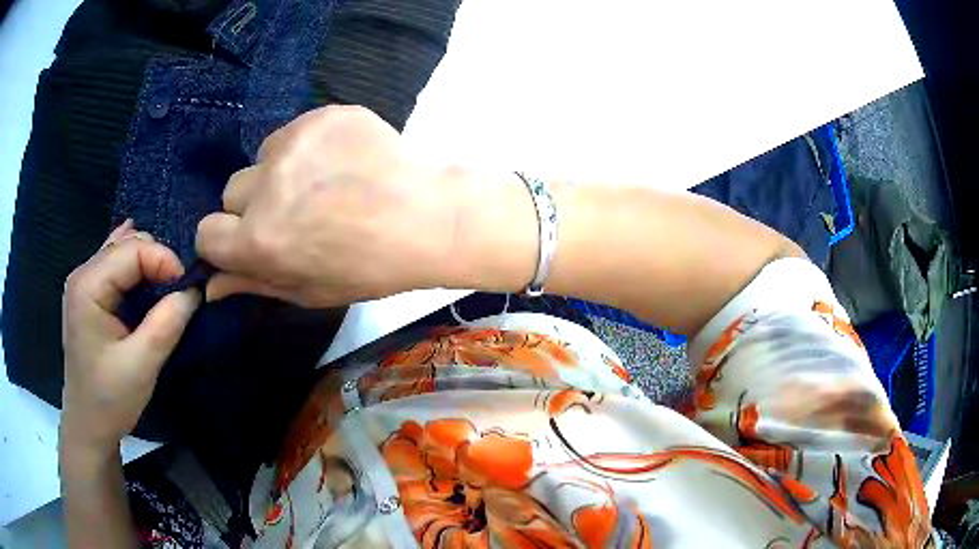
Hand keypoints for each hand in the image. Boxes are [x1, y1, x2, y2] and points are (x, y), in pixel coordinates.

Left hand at [61, 220, 200, 451]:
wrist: (88, 424)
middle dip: (158, 262)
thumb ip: (166, 324)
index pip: (133, 249)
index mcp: (88, 286)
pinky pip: (115, 265)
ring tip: (166, 291)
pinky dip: (134, 267)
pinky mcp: (89, 293)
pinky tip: (145, 274)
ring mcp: (84, 282)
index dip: (165, 261)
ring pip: (123, 250)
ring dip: (148, 266)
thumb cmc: (109, 399)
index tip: (188, 292)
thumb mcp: (141, 366)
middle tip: (178, 295)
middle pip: (128, 244)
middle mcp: (83, 273)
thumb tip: (193, 291)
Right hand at [195, 105, 461, 306]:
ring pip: (262, 157)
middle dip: (252, 206)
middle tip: (295, 213)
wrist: (429, 218)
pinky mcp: (322, 115)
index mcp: (259, 238)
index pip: (205, 232)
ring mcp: (294, 142)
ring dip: (280, 172)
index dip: (225, 240)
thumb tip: (209, 286)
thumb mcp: (308, 290)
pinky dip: (308, 147)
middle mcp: (267, 186)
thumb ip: (253, 283)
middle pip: (232, 191)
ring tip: (324, 185)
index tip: (248, 240)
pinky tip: (341, 162)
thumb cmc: (369, 267)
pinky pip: (295, 132)